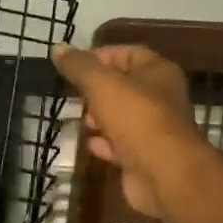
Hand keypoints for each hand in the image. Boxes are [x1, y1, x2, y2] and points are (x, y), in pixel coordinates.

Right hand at [50, 43, 205, 219]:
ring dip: (100, 117)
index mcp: (158, 72)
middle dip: (97, 89)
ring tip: (78, 117)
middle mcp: (160, 98)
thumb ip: (79, 66)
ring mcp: (154, 130)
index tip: (72, 65)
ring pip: (122, 117)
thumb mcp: (102, 84)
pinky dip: (105, 143)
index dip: (100, 55)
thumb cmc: (136, 118)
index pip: (128, 53)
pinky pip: (121, 145)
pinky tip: (89, 144)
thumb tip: (59, 48)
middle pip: (125, 86)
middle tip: (73, 93)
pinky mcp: (145, 157)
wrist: (163, 174)